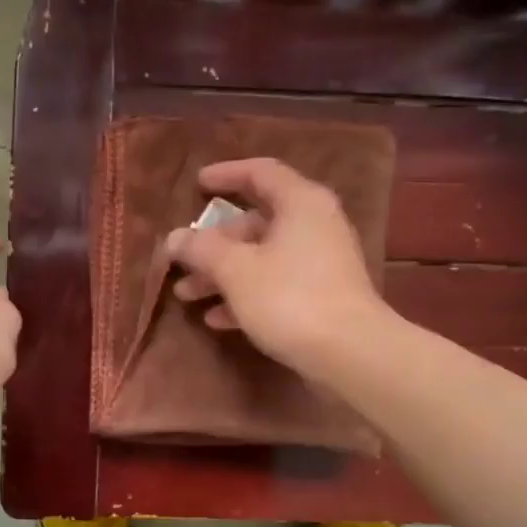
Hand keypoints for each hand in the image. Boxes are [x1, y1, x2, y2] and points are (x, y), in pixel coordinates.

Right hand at [164, 158, 387, 375]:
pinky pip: (276, 284)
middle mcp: (315, 225)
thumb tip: (174, 238)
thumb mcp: (236, 270)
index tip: (197, 184)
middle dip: (215, 242)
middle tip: (182, 259)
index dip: (226, 175)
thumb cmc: (290, 298)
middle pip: (257, 222)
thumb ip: (202, 249)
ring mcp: (321, 263)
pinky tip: (217, 319)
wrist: (351, 354)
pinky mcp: (322, 296)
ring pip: (263, 257)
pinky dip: (246, 295)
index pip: (261, 172)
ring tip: (187, 295)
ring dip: (224, 274)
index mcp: (301, 203)